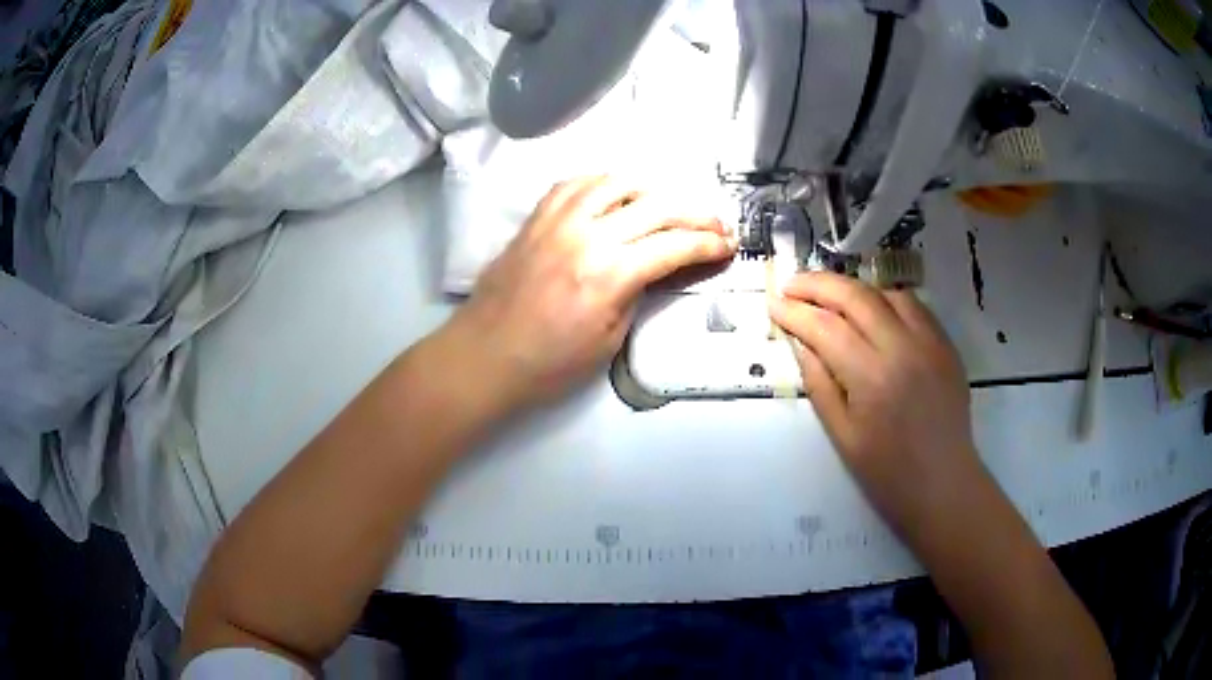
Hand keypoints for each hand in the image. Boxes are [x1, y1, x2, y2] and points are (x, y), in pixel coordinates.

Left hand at [449, 175, 736, 411]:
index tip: (728, 246)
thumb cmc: (549, 363)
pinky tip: (616, 193)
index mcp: (610, 274)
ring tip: (670, 204)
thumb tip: (655, 267)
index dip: (708, 244)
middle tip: (716, 223)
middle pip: (656, 206)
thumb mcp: (610, 339)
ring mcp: (558, 220)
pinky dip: (604, 183)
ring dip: (653, 189)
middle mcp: (588, 235)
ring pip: (617, 182)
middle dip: (696, 213)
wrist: (486, 355)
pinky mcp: (537, 218)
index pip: (674, 246)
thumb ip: (637, 293)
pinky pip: (576, 183)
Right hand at [769, 273, 977, 534]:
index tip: (773, 304)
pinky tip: (872, 311)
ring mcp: (930, 342)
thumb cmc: (887, 473)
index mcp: (872, 378)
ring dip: (853, 289)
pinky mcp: (946, 344)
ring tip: (830, 298)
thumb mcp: (842, 436)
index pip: (825, 327)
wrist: (943, 484)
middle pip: (855, 296)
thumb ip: (819, 383)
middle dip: (817, 284)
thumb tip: (801, 342)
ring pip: (886, 292)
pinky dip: (886, 299)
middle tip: (792, 285)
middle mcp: (903, 348)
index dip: (794, 312)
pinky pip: (914, 305)